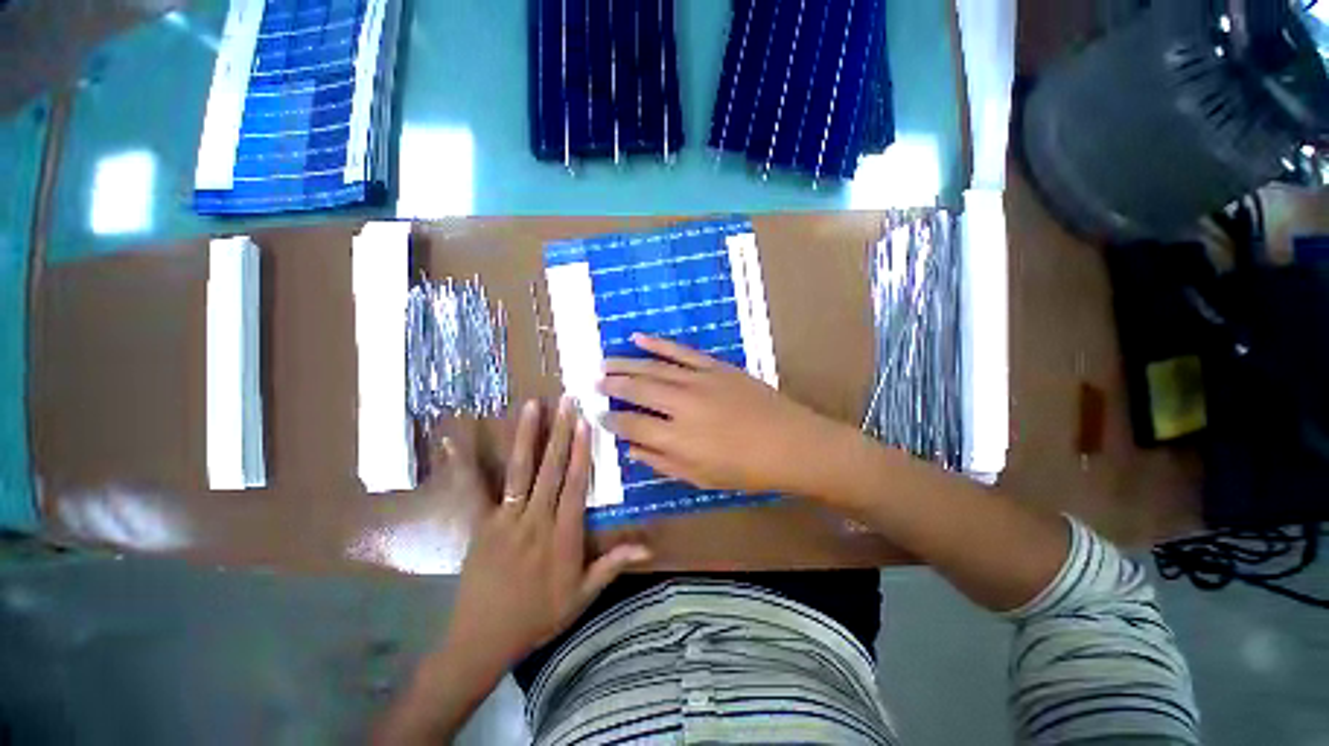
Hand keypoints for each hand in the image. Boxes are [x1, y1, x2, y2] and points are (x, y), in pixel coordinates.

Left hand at [443, 398, 650, 671]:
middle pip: (551, 468)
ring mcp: (504, 519)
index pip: (576, 485)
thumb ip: (613, 565)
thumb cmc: (539, 616)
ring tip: (532, 406)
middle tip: (567, 401)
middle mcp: (535, 519)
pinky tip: (452, 439)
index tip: (586, 424)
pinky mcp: (480, 523)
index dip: (582, 452)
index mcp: (562, 534)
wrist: (483, 640)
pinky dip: (463, 464)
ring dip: (527, 435)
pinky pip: (472, 490)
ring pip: (519, 470)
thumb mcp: (582, 595)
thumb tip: (649, 546)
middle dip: (561, 431)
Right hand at [599, 334, 842, 495]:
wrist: (791, 443)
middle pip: (636, 391)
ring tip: (605, 362)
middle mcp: (681, 405)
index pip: (631, 425)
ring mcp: (698, 381)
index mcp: (677, 438)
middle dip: (612, 386)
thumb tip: (631, 449)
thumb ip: (662, 463)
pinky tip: (637, 337)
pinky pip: (681, 351)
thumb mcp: (701, 477)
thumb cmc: (746, 469)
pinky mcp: (715, 366)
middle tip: (594, 383)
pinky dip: (658, 344)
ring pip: (653, 368)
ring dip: (626, 364)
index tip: (599, 415)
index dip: (612, 420)